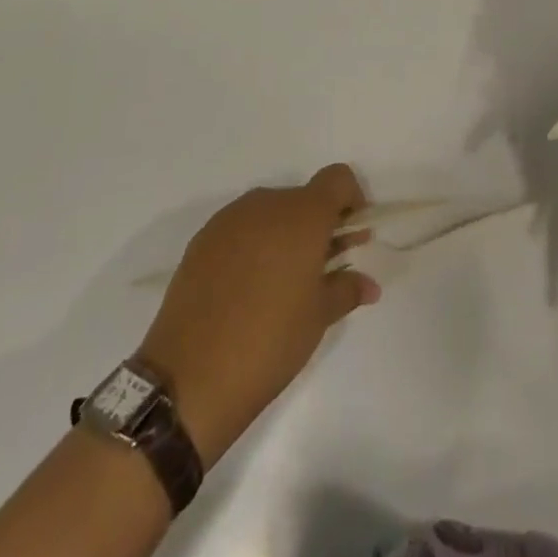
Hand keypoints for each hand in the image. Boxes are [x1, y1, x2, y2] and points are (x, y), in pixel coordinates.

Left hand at [138, 165, 379, 464]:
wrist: (189, 377)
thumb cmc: (269, 342)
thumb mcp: (318, 318)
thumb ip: (346, 289)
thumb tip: (369, 284)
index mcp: (302, 215)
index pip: (337, 179)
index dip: (351, 199)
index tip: (352, 236)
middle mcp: (266, 204)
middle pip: (303, 198)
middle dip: (318, 224)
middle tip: (322, 267)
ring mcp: (229, 219)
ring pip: (270, 212)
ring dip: (285, 234)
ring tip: (283, 282)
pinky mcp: (202, 239)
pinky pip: (240, 228)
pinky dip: (253, 244)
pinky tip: (248, 287)